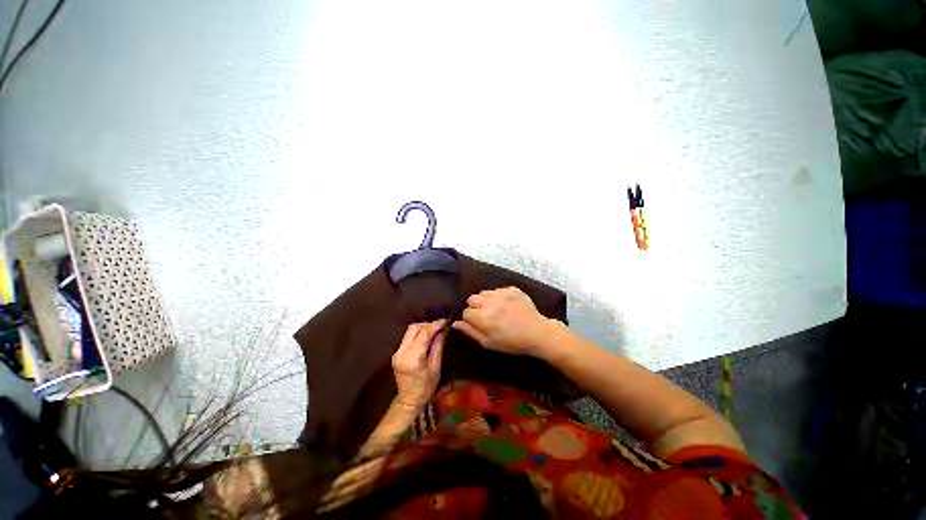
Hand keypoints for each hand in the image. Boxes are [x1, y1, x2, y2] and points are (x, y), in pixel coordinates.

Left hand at [392, 320, 446, 408]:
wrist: (409, 399)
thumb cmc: (426, 386)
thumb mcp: (436, 367)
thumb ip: (438, 347)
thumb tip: (442, 331)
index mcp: (413, 358)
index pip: (424, 334)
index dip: (435, 325)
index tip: (445, 321)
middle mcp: (402, 352)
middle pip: (413, 328)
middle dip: (427, 324)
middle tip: (439, 326)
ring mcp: (397, 352)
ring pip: (409, 331)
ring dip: (422, 327)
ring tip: (434, 330)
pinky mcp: (396, 353)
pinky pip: (407, 337)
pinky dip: (417, 333)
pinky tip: (426, 336)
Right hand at [452, 287, 555, 355]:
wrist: (537, 332)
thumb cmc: (511, 342)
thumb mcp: (489, 343)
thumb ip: (470, 331)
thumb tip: (455, 323)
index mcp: (483, 318)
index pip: (466, 312)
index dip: (470, 319)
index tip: (478, 324)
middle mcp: (490, 303)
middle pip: (472, 299)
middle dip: (475, 307)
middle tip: (485, 316)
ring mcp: (502, 294)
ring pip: (484, 292)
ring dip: (486, 300)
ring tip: (495, 309)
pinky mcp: (512, 289)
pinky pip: (497, 289)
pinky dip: (498, 296)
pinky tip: (506, 305)